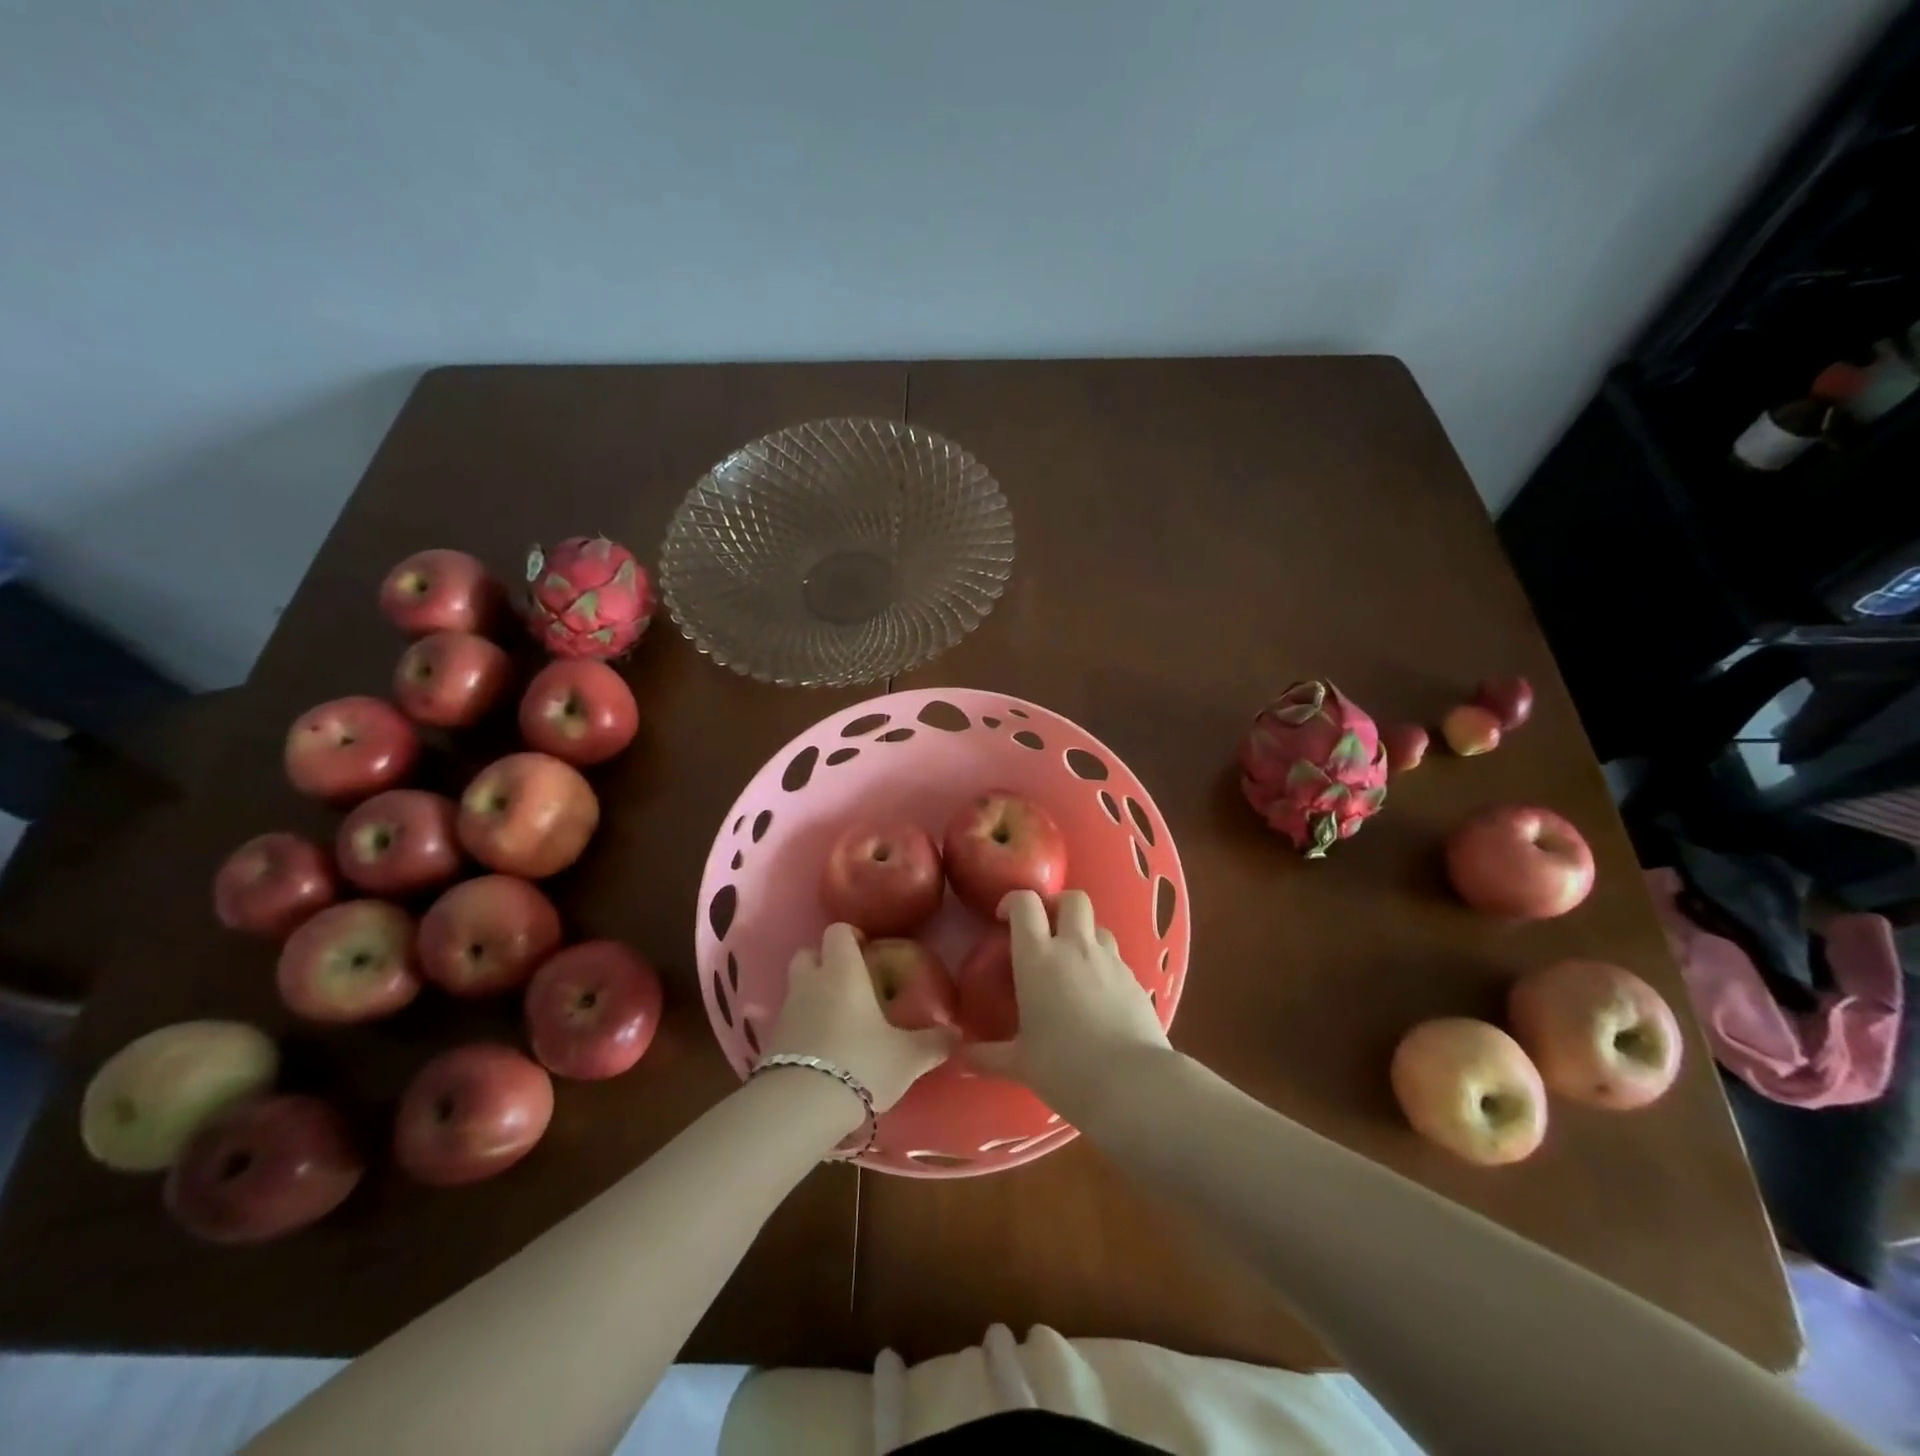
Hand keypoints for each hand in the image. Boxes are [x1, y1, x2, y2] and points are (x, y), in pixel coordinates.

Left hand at [764, 924, 949, 1111]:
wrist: (800, 1108)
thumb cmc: (861, 1064)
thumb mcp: (908, 1057)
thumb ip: (934, 1042)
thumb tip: (957, 1034)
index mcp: (843, 971)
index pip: (838, 931)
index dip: (852, 936)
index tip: (869, 951)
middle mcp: (810, 982)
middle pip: (808, 953)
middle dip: (825, 962)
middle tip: (851, 983)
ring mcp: (786, 1011)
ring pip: (797, 987)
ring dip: (813, 995)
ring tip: (839, 1020)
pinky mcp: (770, 1043)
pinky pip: (789, 1021)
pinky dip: (803, 1026)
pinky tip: (823, 1050)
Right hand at [968, 890, 1170, 1119]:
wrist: (1132, 1084)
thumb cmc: (1064, 1068)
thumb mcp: (1019, 1064)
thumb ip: (986, 1056)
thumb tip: (959, 1058)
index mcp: (1038, 958)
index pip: (1025, 904)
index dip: (1013, 901)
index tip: (1003, 917)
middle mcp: (1075, 948)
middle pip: (1072, 899)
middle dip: (1057, 905)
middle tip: (1045, 929)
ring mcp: (1109, 960)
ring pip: (1097, 926)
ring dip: (1083, 935)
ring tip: (1073, 963)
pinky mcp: (1135, 979)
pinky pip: (1116, 958)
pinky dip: (1103, 964)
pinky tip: (1098, 994)